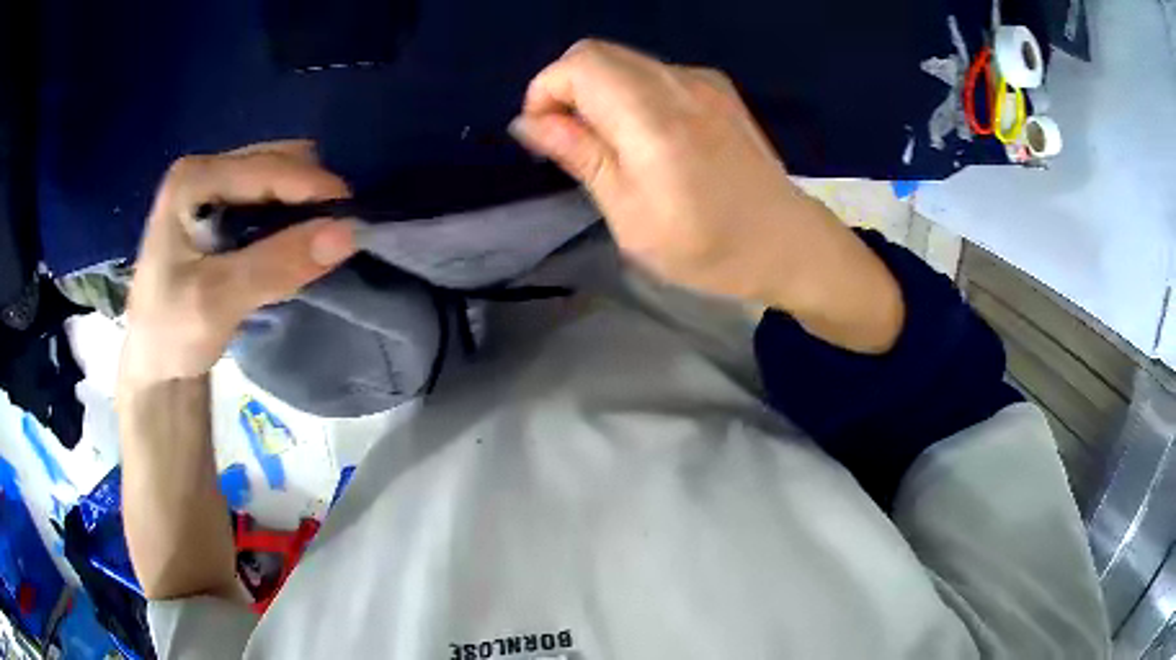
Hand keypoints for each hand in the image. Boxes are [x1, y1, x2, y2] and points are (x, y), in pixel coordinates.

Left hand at [119, 141, 355, 387]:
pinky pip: (271, 196)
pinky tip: (294, 243)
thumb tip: (347, 233)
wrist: (153, 363)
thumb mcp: (218, 301)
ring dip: (304, 205)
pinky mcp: (220, 208)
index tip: (355, 220)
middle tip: (333, 236)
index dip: (314, 187)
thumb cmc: (172, 333)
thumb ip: (276, 264)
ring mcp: (212, 186)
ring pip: (278, 176)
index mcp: (193, 179)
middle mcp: (204, 170)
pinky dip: (291, 215)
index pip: (266, 168)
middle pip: (276, 161)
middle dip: (310, 193)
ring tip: (317, 242)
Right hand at [511, 40, 903, 352]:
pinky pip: (655, 72)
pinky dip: (630, 92)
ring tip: (610, 143)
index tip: (545, 136)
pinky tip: (647, 134)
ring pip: (625, 60)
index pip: (578, 64)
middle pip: (597, 53)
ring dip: (599, 91)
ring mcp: (704, 81)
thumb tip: (531, 122)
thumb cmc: (709, 246)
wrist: (788, 243)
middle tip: (573, 141)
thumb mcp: (631, 215)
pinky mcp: (719, 89)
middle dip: (567, 89)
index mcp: (652, 117)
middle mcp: (678, 83)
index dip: (546, 91)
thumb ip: (582, 156)